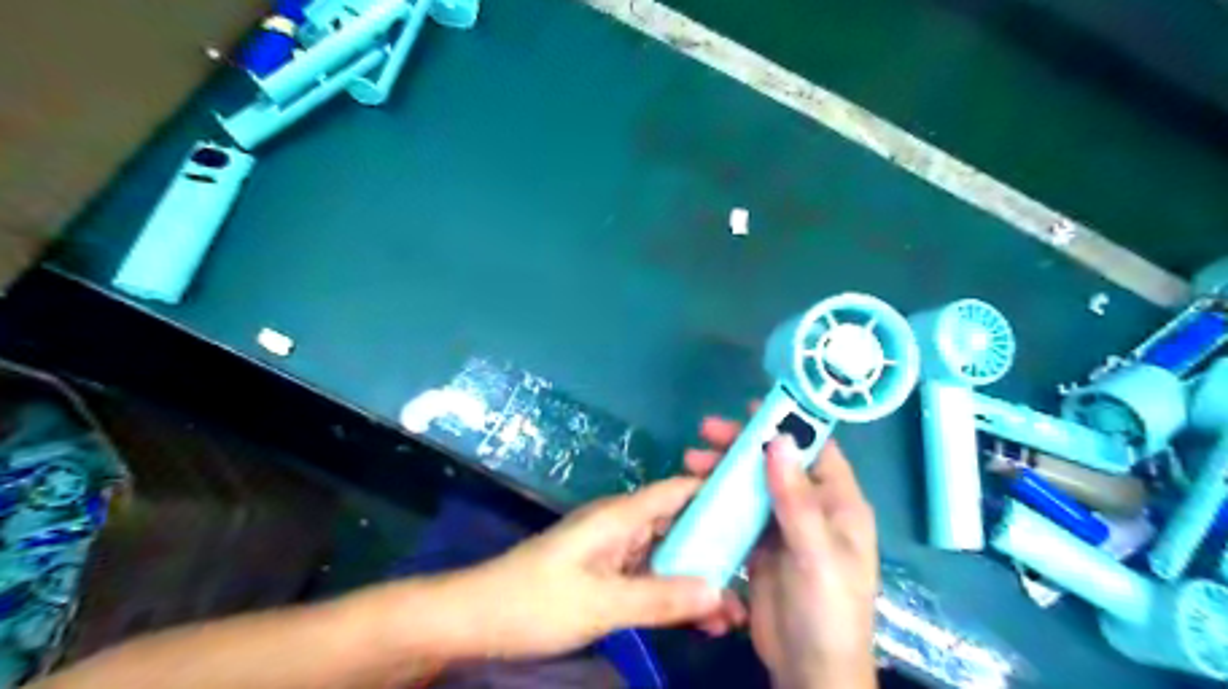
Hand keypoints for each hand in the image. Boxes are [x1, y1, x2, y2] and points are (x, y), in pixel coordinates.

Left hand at [424, 477, 737, 659]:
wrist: (477, 618)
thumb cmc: (535, 601)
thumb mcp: (601, 603)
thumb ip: (661, 597)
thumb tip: (719, 590)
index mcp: (620, 515)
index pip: (679, 490)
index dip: (717, 491)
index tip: (756, 506)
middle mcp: (622, 525)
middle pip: (680, 526)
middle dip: (716, 550)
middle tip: (753, 579)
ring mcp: (614, 550)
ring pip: (667, 556)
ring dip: (696, 580)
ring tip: (732, 615)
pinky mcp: (606, 573)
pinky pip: (649, 578)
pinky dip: (672, 595)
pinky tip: (697, 622)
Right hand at [688, 416, 876, 688]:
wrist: (810, 671)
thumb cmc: (827, 610)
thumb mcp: (816, 553)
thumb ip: (796, 498)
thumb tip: (778, 439)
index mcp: (839, 503)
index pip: (817, 449)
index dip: (789, 423)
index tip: (752, 407)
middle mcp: (813, 507)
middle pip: (776, 462)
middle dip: (743, 444)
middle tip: (707, 431)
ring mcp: (783, 526)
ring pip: (753, 483)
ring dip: (725, 469)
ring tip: (691, 460)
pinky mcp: (760, 545)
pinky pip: (738, 510)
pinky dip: (718, 497)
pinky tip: (695, 490)